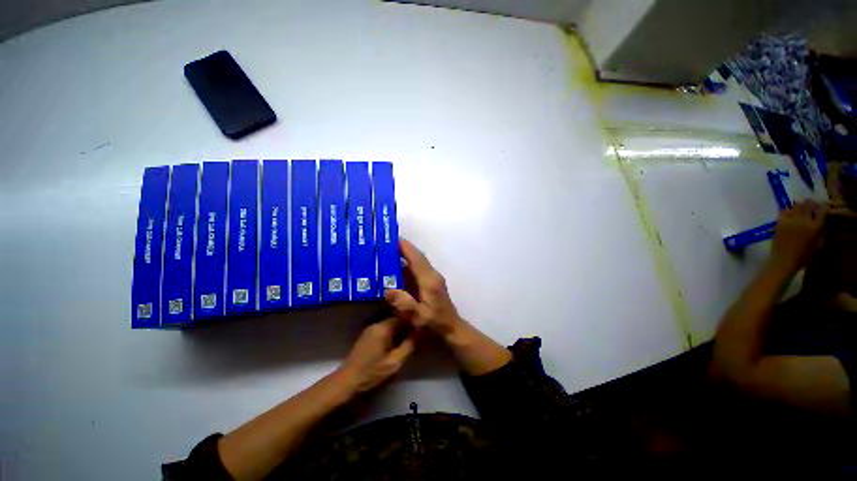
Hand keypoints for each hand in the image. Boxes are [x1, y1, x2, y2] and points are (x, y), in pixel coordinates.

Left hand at [337, 318, 417, 393]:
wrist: (347, 382)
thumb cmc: (371, 372)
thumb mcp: (394, 362)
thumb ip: (409, 346)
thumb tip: (422, 331)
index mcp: (383, 327)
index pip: (403, 316)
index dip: (414, 321)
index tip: (424, 327)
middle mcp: (376, 324)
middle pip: (397, 320)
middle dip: (408, 327)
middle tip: (418, 336)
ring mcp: (370, 330)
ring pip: (391, 326)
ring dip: (400, 332)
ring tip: (410, 341)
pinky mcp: (367, 337)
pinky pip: (384, 331)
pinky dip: (392, 335)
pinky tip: (397, 346)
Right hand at [384, 239, 464, 338]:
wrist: (452, 329)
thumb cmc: (436, 323)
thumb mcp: (419, 316)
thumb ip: (404, 303)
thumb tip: (386, 289)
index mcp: (430, 280)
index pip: (417, 258)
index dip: (406, 247)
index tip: (392, 238)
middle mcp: (432, 275)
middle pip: (417, 257)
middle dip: (402, 249)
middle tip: (384, 245)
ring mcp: (432, 279)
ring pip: (416, 263)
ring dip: (403, 258)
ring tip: (386, 255)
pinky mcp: (430, 284)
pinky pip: (417, 271)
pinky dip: (406, 268)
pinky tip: (394, 271)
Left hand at [770, 200, 827, 272]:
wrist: (783, 261)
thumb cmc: (803, 257)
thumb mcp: (818, 245)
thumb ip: (821, 232)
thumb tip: (822, 223)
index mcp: (815, 227)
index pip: (822, 210)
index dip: (824, 206)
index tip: (824, 207)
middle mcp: (803, 220)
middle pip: (808, 204)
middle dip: (811, 204)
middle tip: (812, 207)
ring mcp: (790, 220)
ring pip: (796, 205)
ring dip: (800, 206)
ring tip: (801, 210)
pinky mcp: (779, 222)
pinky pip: (784, 211)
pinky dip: (788, 210)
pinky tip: (790, 214)